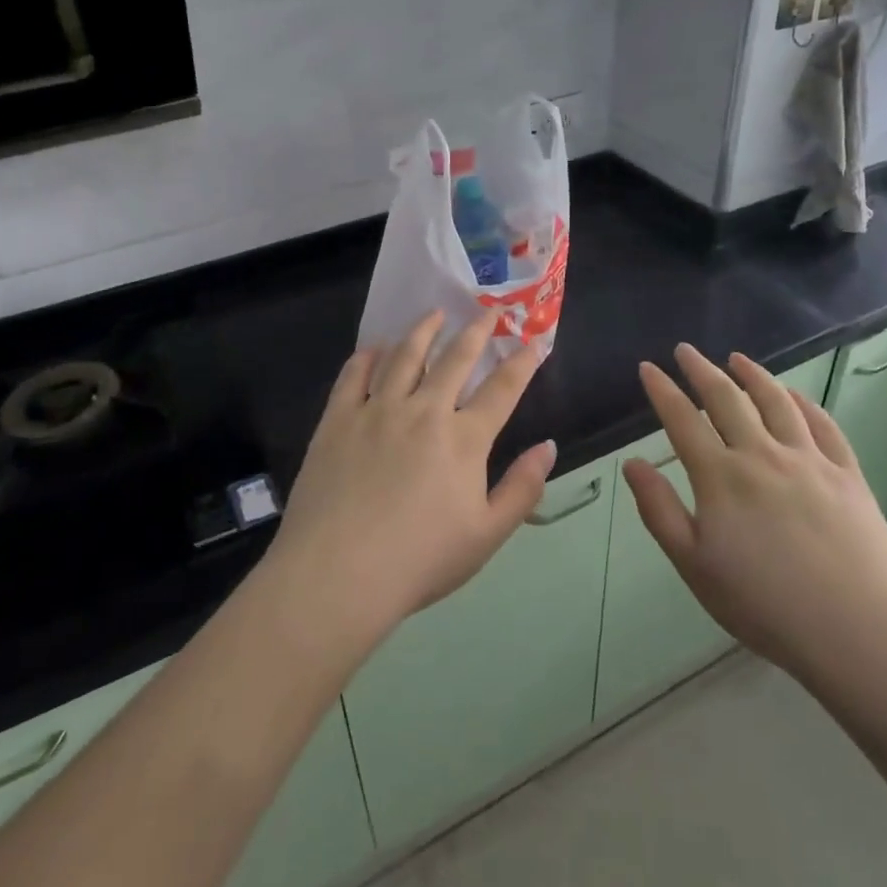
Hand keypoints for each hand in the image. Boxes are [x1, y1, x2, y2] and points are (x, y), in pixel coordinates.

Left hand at [264, 311, 554, 644]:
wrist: (338, 573)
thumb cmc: (419, 560)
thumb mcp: (487, 535)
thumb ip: (522, 488)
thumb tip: (548, 447)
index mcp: (464, 440)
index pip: (502, 389)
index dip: (522, 363)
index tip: (533, 343)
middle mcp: (424, 412)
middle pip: (455, 360)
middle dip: (476, 332)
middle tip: (486, 313)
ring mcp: (377, 411)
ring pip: (404, 356)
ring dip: (423, 331)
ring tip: (434, 314)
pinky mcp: (337, 420)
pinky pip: (354, 375)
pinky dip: (368, 356)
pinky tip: (375, 347)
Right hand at [622, 345, 886, 695]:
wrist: (856, 630)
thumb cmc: (763, 604)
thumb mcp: (694, 566)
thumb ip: (659, 511)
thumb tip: (632, 464)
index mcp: (720, 477)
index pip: (683, 420)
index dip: (662, 391)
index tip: (648, 368)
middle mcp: (762, 455)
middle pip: (726, 399)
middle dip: (701, 370)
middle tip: (686, 350)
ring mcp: (809, 460)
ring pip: (776, 401)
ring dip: (753, 375)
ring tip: (737, 358)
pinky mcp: (847, 473)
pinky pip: (822, 424)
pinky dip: (803, 402)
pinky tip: (794, 395)